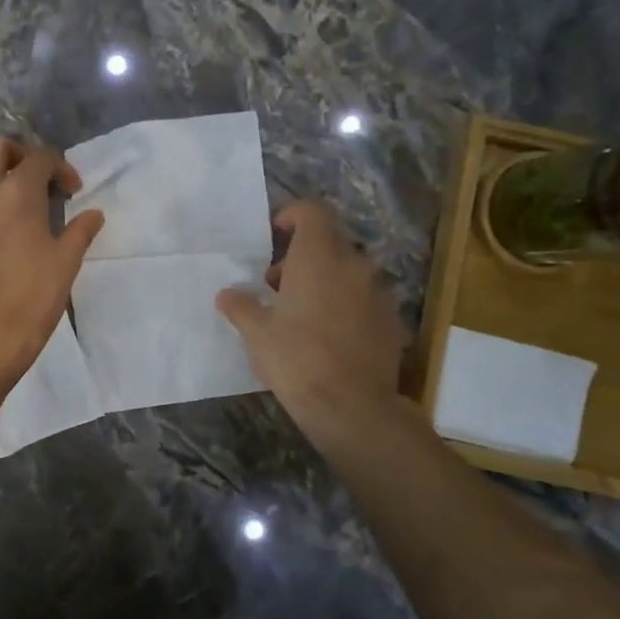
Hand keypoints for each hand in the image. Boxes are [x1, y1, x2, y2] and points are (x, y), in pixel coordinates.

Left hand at [0, 138, 103, 373]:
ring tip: (12, 212)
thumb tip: (93, 214)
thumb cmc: (33, 293)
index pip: (40, 157)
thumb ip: (80, 230)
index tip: (72, 192)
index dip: (61, 168)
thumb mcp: (66, 261)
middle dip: (18, 155)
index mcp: (18, 191)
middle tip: (35, 181)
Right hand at [215, 200, 407, 437]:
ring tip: (300, 312)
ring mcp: (378, 292)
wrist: (352, 407)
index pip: (313, 211)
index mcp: (318, 257)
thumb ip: (240, 306)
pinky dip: (345, 303)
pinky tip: (328, 335)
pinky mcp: (391, 319)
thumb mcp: (256, 334)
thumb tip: (227, 294)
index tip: (275, 235)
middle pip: (330, 240)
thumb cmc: (297, 360)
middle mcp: (353, 265)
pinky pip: (364, 297)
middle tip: (276, 284)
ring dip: (324, 279)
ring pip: (348, 270)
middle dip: (302, 254)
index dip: (292, 215)